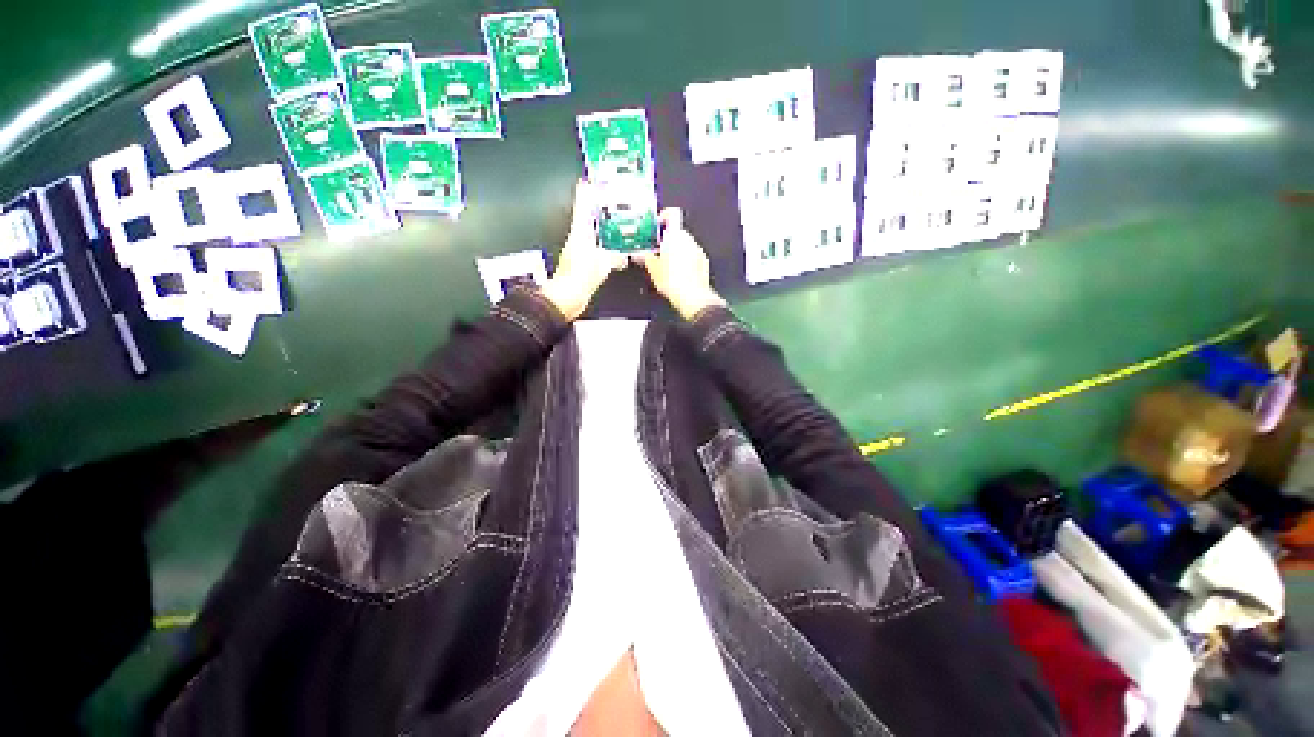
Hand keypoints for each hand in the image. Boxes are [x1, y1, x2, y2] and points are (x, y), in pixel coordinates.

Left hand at [540, 180, 627, 320]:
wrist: (567, 297)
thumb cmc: (579, 278)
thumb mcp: (603, 262)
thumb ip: (615, 256)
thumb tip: (622, 255)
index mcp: (580, 233)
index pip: (582, 207)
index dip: (586, 193)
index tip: (589, 181)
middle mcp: (577, 240)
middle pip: (587, 219)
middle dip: (597, 211)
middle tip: (608, 203)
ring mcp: (578, 252)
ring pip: (592, 235)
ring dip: (602, 230)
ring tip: (615, 227)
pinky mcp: (581, 264)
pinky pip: (596, 251)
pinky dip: (605, 248)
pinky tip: (613, 253)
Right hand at [638, 208, 724, 319]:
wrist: (692, 297)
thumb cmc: (673, 281)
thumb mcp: (653, 269)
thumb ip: (646, 257)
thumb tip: (641, 255)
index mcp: (674, 236)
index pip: (670, 214)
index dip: (662, 218)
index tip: (655, 227)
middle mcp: (688, 240)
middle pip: (676, 231)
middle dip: (666, 239)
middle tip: (656, 250)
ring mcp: (697, 250)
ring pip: (684, 244)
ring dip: (676, 250)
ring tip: (666, 264)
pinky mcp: (703, 261)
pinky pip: (692, 254)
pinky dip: (685, 259)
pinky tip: (678, 272)